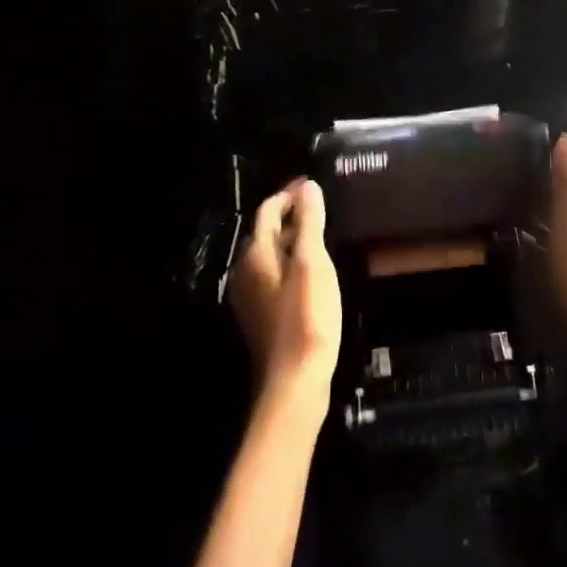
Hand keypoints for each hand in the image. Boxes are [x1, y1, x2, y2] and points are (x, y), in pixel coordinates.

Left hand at [231, 179, 342, 404]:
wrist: (295, 382)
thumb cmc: (307, 317)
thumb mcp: (313, 264)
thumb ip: (310, 223)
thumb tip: (307, 188)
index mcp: (256, 256)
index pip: (267, 212)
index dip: (288, 195)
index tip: (309, 185)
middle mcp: (246, 273)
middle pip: (266, 234)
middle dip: (290, 216)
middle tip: (318, 207)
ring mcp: (251, 298)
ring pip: (271, 257)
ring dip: (292, 240)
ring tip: (320, 234)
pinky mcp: (263, 317)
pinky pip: (275, 277)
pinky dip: (292, 263)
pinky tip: (312, 272)